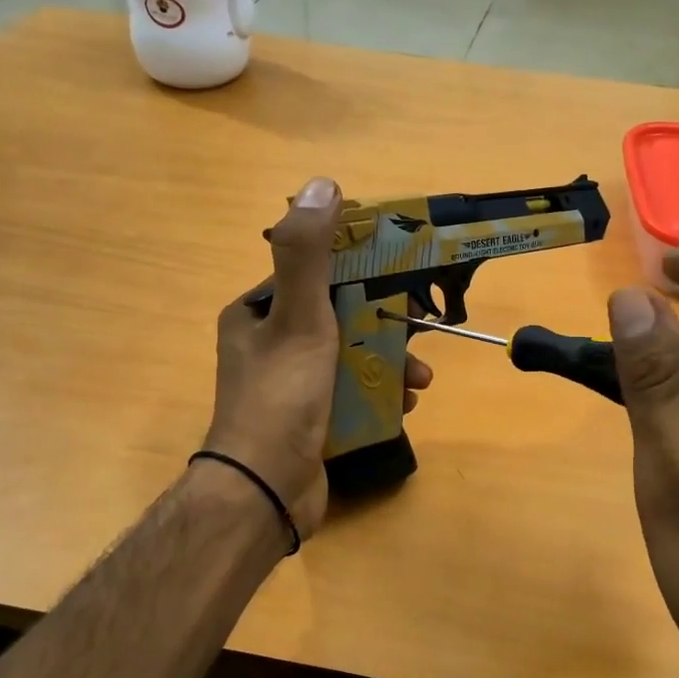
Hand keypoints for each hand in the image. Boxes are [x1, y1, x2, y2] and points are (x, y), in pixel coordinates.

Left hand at [202, 178, 432, 540]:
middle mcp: (269, 343)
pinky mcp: (309, 418)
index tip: (402, 277)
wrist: (265, 492)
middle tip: (421, 333)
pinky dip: (379, 394)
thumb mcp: (298, 318)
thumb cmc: (280, 397)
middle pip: (340, 316)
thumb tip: (322, 185)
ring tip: (420, 380)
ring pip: (351, 356)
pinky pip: (351, 391)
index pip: (316, 273)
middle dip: (385, 325)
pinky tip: (404, 406)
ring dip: (390, 362)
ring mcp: (290, 384)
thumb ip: (309, 254)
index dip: (361, 270)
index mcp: (257, 312)